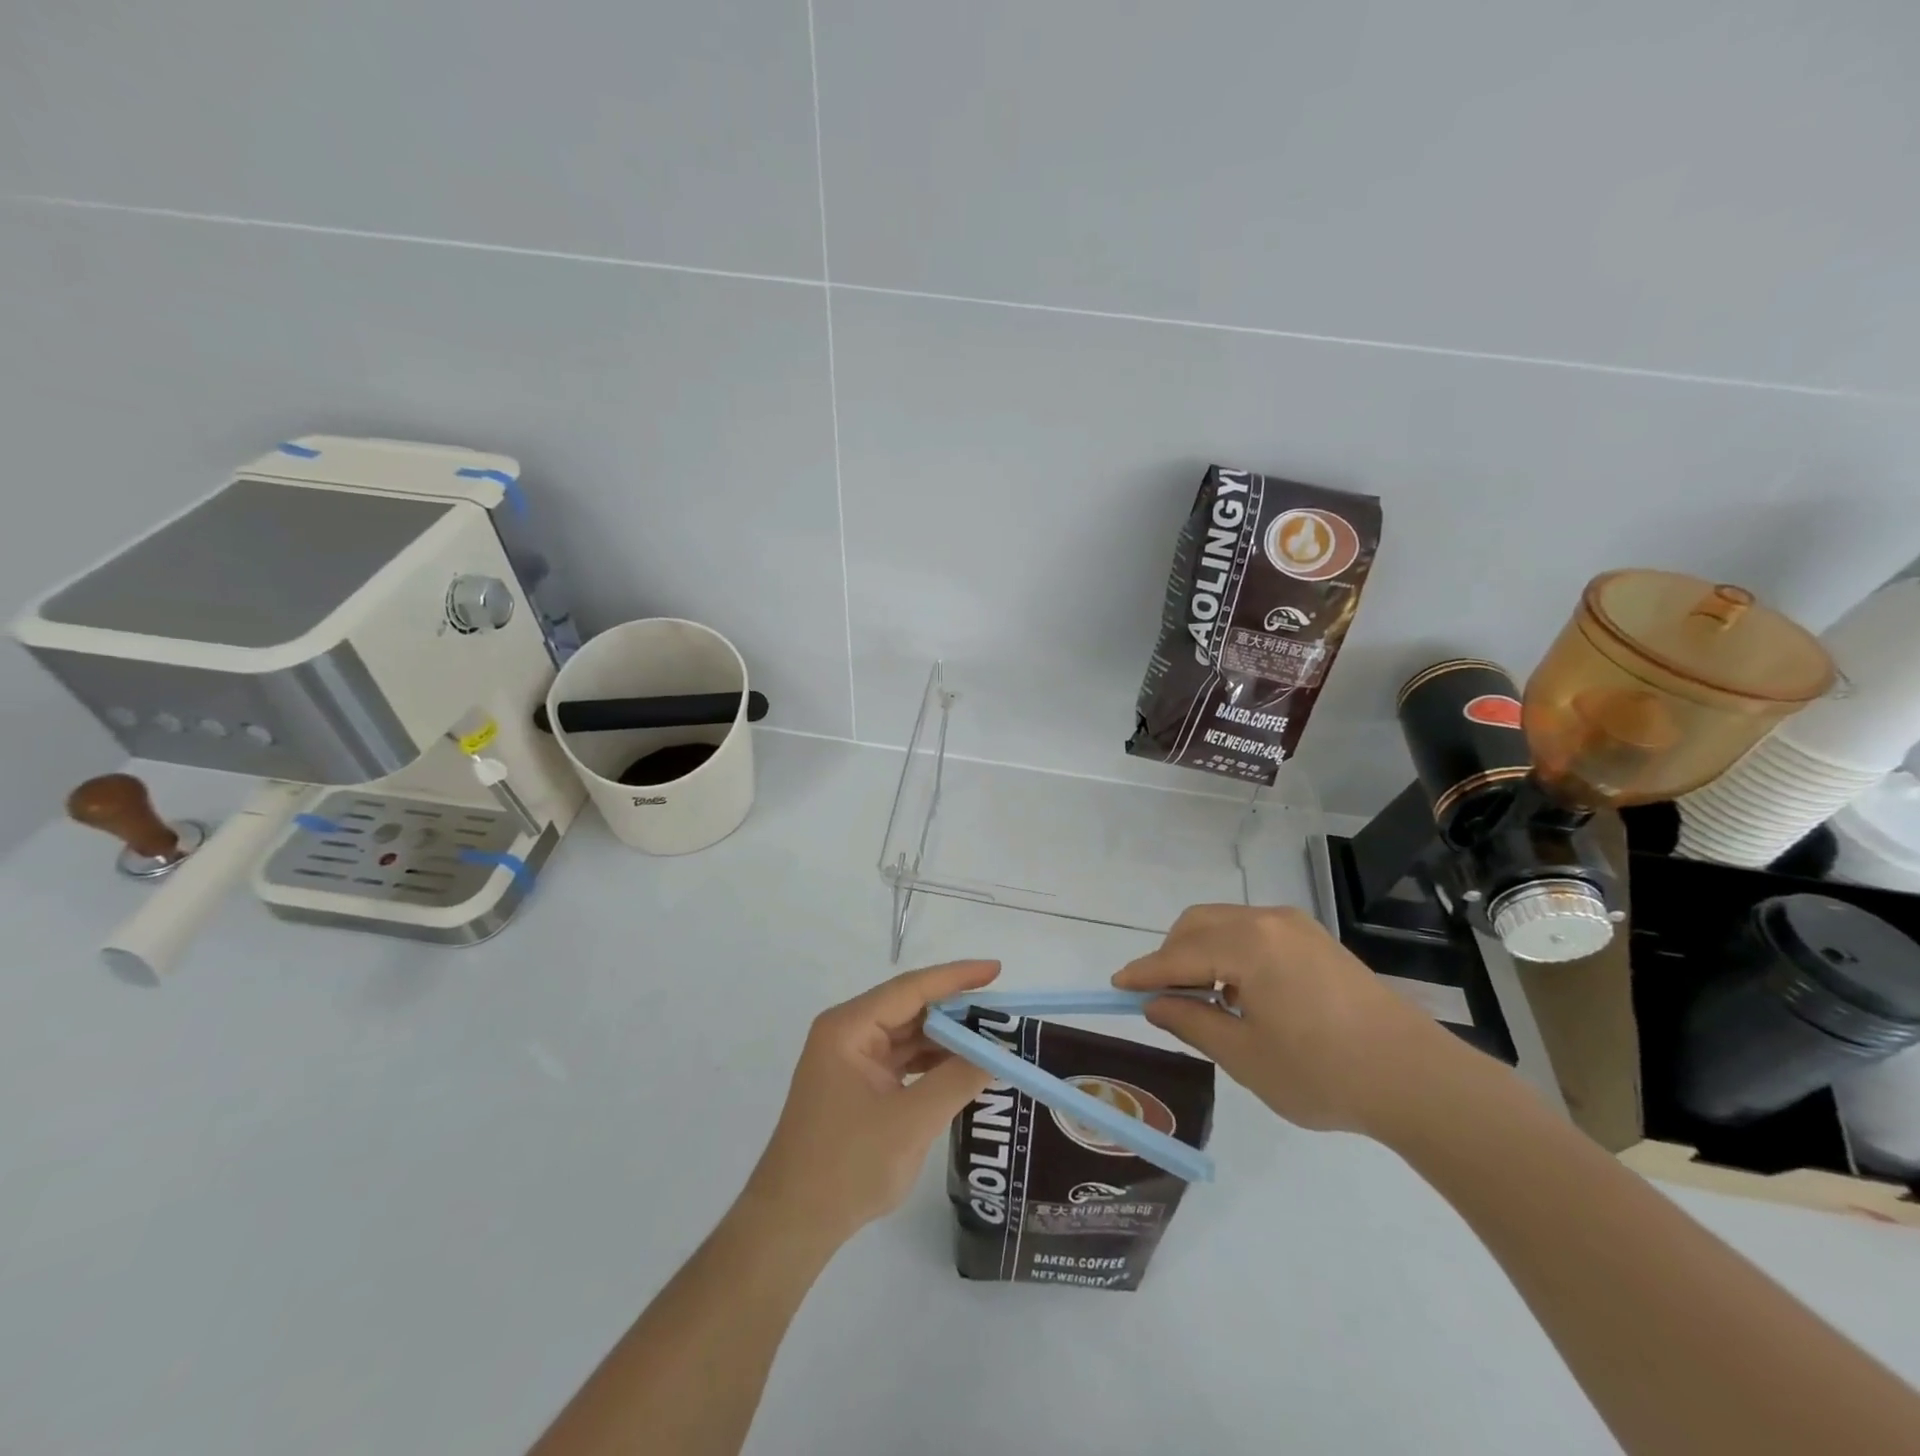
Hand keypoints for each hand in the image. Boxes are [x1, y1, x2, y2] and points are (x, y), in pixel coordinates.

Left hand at [745, 960, 999, 1246]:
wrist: (792, 1224)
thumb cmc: (847, 1166)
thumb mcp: (911, 1122)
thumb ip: (957, 1080)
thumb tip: (998, 1053)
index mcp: (850, 1028)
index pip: (911, 988)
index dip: (957, 977)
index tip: (997, 969)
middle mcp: (848, 1033)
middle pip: (910, 1008)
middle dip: (956, 1011)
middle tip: (1002, 1013)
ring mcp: (851, 1060)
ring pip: (908, 1035)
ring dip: (946, 1039)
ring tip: (991, 1040)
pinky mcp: (857, 1085)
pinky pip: (902, 1060)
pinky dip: (932, 1063)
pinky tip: (963, 1068)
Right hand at [1113, 905, 1455, 1135]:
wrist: (1417, 1079)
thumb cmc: (1322, 1072)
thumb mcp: (1245, 1055)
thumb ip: (1192, 1022)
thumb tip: (1156, 1004)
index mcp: (1248, 944)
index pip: (1178, 954)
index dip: (1144, 972)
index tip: (1116, 984)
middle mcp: (1268, 921)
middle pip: (1198, 924)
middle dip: (1171, 954)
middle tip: (1162, 996)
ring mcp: (1296, 927)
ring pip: (1225, 924)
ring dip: (1201, 952)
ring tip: (1203, 999)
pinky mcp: (1316, 940)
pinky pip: (1254, 932)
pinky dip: (1231, 952)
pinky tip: (1241, 992)